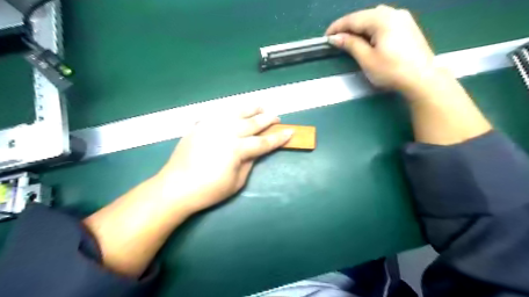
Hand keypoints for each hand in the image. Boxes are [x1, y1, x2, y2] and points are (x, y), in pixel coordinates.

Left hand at [153, 107, 292, 214]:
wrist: (176, 187)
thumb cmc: (209, 190)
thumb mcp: (236, 182)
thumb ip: (249, 163)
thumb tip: (256, 151)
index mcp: (236, 149)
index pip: (263, 141)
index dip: (278, 138)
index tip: (290, 131)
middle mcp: (226, 132)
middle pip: (252, 123)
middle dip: (267, 119)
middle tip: (277, 117)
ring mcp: (211, 126)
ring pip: (235, 112)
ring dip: (250, 108)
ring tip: (260, 106)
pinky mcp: (200, 126)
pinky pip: (218, 114)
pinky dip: (230, 111)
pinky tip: (235, 111)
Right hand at [327, 5, 437, 92]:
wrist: (422, 78)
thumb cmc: (392, 70)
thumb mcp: (367, 59)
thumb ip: (351, 44)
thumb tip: (335, 38)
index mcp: (382, 19)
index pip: (353, 19)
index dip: (337, 27)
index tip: (326, 37)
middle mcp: (393, 13)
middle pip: (364, 16)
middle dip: (348, 27)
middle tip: (336, 39)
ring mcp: (403, 18)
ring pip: (374, 17)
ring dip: (360, 27)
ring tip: (350, 39)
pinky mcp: (407, 26)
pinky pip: (384, 21)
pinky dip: (371, 28)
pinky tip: (368, 38)